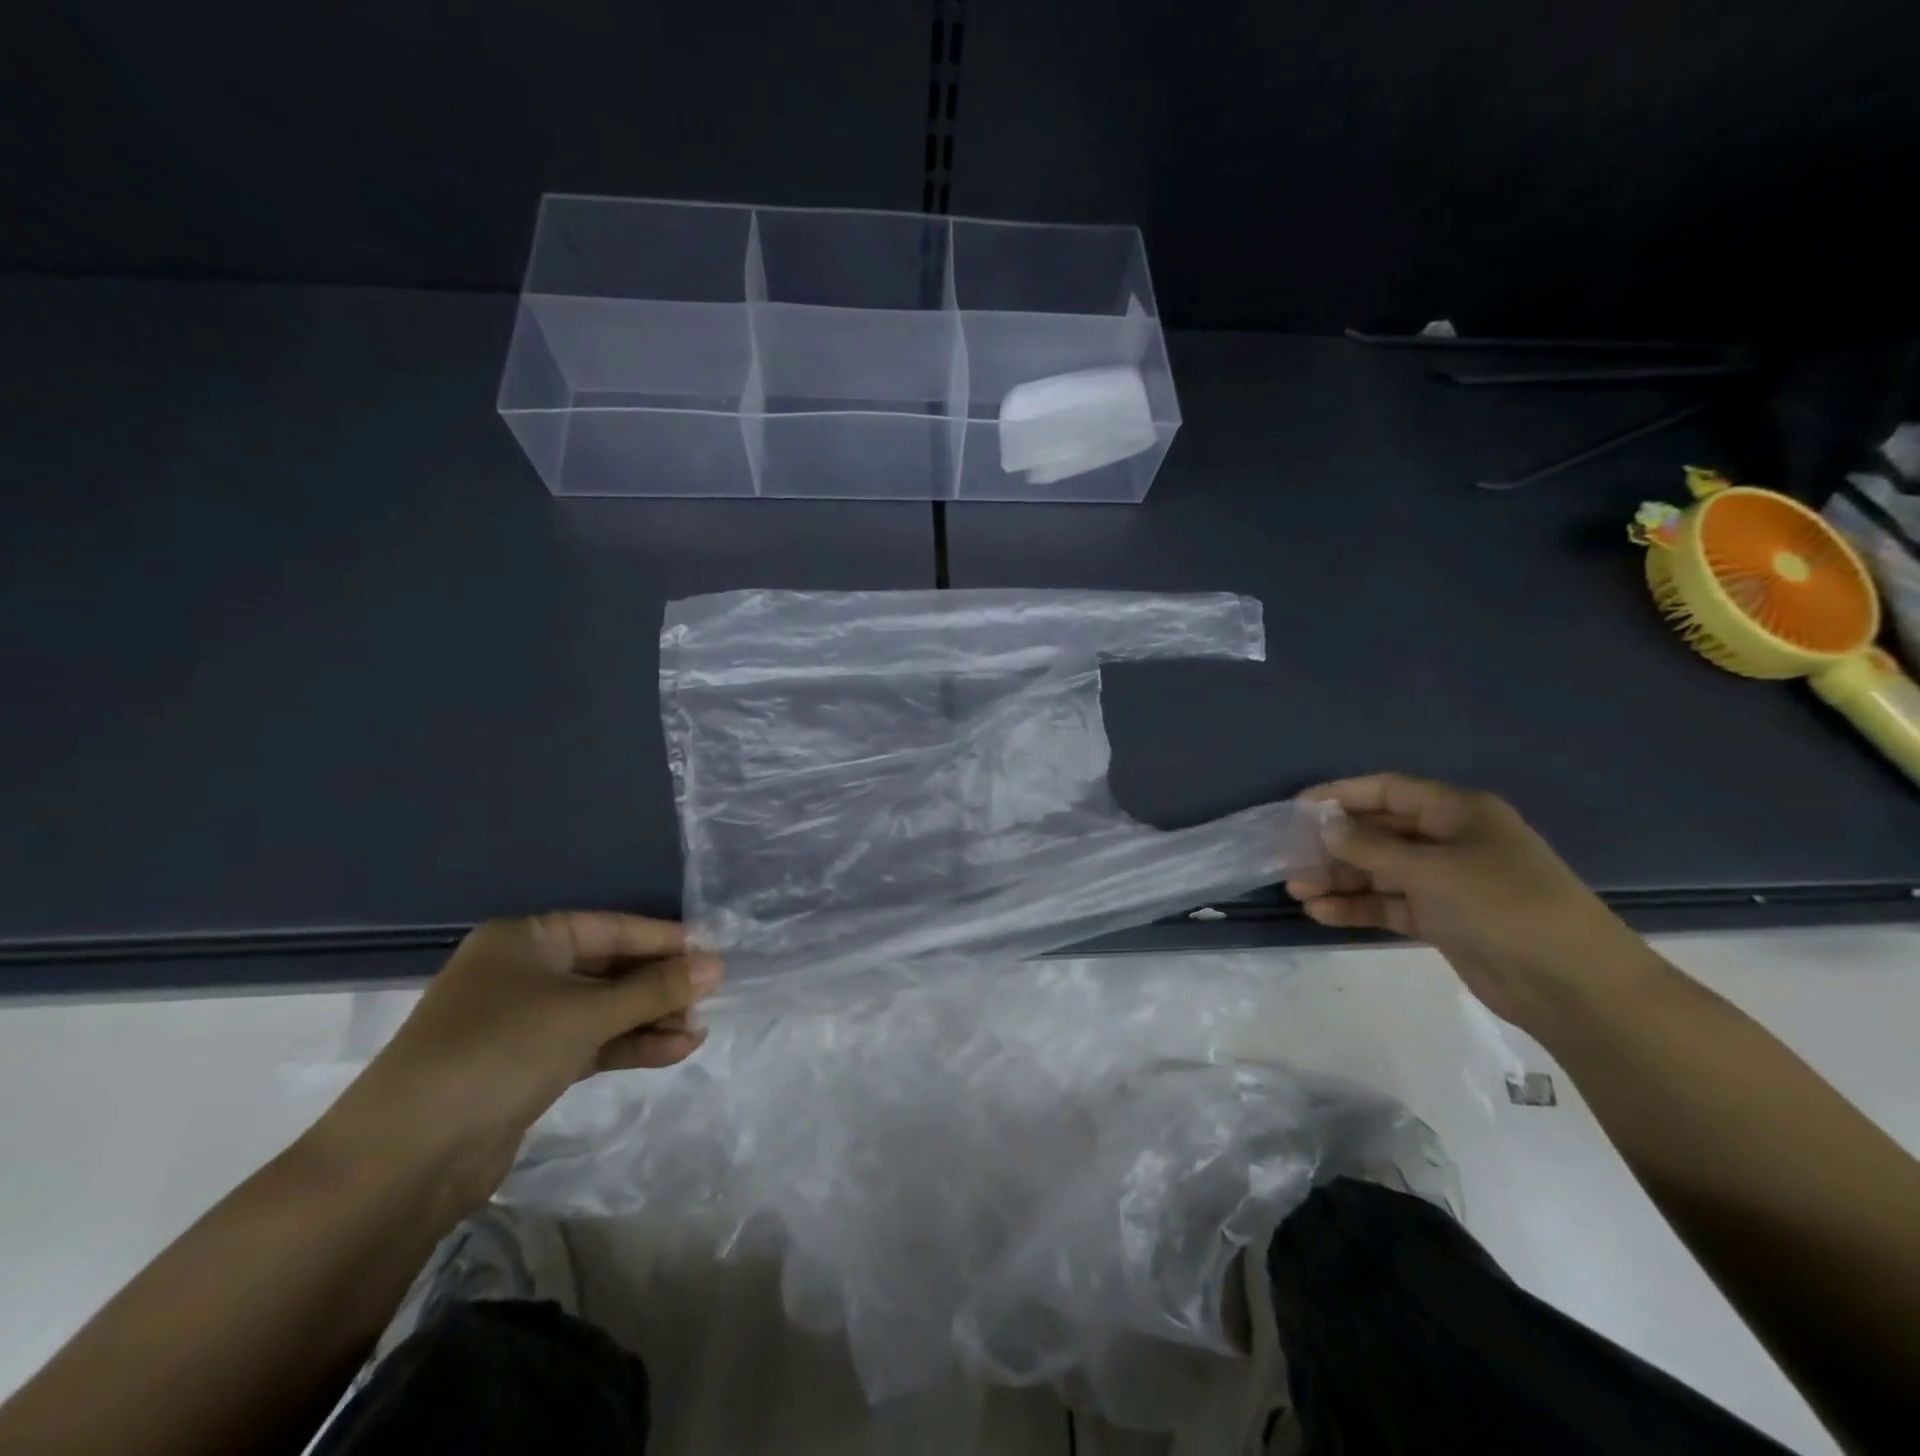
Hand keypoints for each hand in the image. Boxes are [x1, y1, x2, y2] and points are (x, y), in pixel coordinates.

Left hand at [316, 913, 722, 1212]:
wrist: (404, 1161)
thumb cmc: (498, 1054)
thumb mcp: (585, 1013)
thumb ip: (654, 989)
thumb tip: (717, 965)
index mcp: (527, 939)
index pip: (611, 928)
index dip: (664, 940)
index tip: (712, 952)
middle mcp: (524, 972)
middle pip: (609, 969)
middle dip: (659, 986)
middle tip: (708, 998)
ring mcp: (524, 1021)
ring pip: (603, 1009)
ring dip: (650, 1019)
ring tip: (699, 1030)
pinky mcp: (528, 1065)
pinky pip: (591, 1042)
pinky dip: (629, 1046)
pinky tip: (674, 1051)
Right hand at [1286, 774, 1661, 1031]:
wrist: (1573, 986)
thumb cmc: (1504, 906)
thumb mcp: (1432, 869)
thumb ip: (1372, 847)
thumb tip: (1325, 825)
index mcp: (1457, 813)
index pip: (1388, 791)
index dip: (1341, 795)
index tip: (1296, 808)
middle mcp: (1450, 841)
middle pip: (1379, 832)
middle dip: (1333, 845)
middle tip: (1289, 858)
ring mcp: (1446, 882)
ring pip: (1379, 871)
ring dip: (1339, 879)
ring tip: (1297, 890)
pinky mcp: (1443, 919)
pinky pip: (1389, 904)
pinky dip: (1357, 907)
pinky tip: (1321, 913)